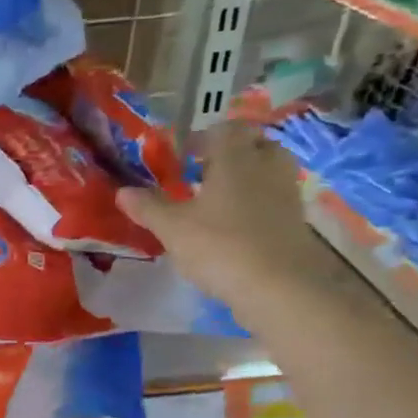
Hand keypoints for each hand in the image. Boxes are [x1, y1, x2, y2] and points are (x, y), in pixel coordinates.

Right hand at [117, 122, 336, 316]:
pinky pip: (274, 197)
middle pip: (252, 144)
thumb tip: (122, 191)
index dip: (201, 139)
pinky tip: (236, 225)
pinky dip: (257, 202)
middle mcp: (266, 165)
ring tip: (218, 200)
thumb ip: (148, 207)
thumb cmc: (220, 246)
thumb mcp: (173, 228)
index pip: (223, 130)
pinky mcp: (296, 219)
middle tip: (203, 174)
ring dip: (246, 177)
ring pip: (267, 170)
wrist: (279, 286)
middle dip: (230, 154)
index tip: (182, 157)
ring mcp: (286, 191)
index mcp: (235, 157)